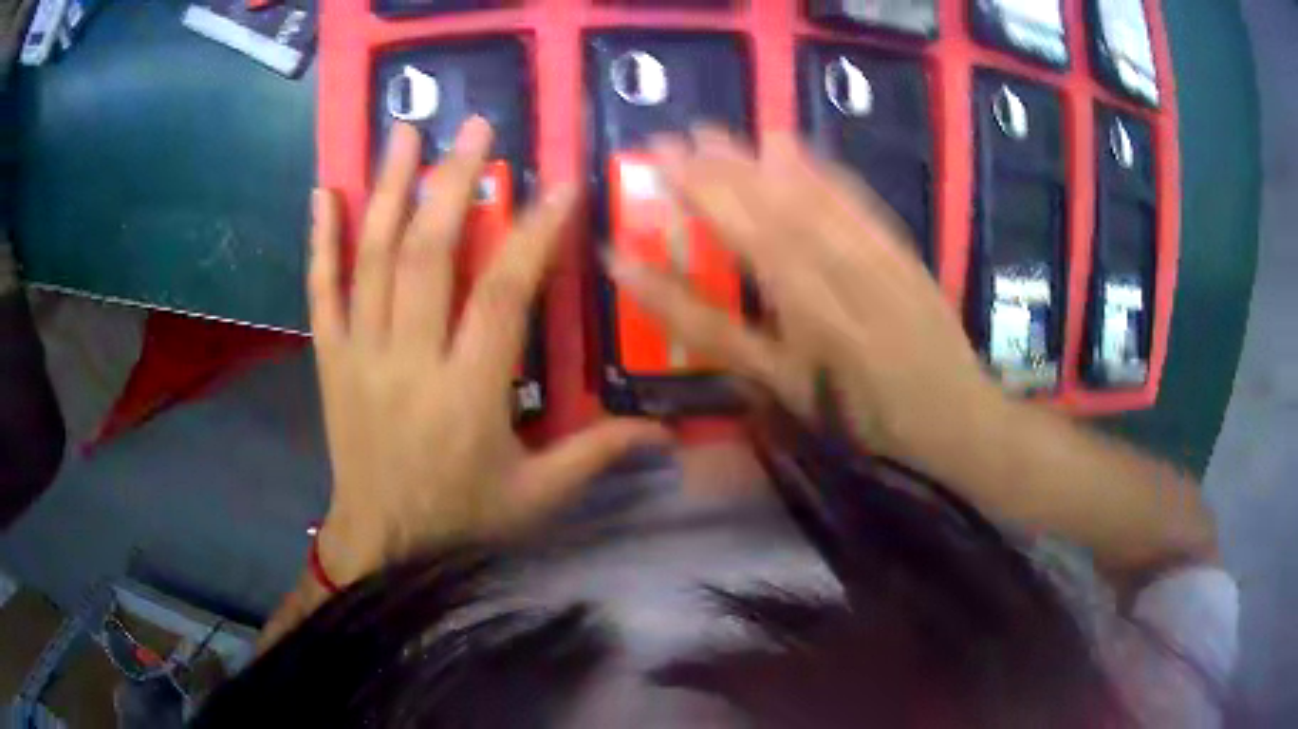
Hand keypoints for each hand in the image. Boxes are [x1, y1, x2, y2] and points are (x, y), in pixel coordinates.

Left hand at [310, 119, 667, 585]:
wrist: (380, 546)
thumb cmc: (460, 521)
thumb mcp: (536, 497)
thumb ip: (596, 455)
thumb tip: (664, 431)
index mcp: (467, 395)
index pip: (502, 296)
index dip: (533, 234)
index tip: (558, 184)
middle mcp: (409, 362)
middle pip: (427, 256)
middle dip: (453, 182)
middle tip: (475, 127)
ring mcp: (360, 355)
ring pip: (372, 259)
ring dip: (388, 189)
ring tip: (402, 131)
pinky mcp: (331, 360)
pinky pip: (321, 292)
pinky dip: (320, 241)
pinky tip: (324, 194)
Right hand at [606, 128, 1008, 475]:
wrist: (953, 414)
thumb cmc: (862, 413)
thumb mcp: (788, 391)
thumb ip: (726, 342)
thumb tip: (673, 305)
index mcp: (806, 317)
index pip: (737, 248)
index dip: (692, 208)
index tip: (654, 170)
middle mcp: (837, 278)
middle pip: (768, 214)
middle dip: (716, 171)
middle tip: (676, 137)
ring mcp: (871, 258)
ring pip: (806, 200)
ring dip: (756, 162)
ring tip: (717, 134)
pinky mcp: (898, 249)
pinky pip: (854, 201)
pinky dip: (818, 170)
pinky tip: (792, 147)